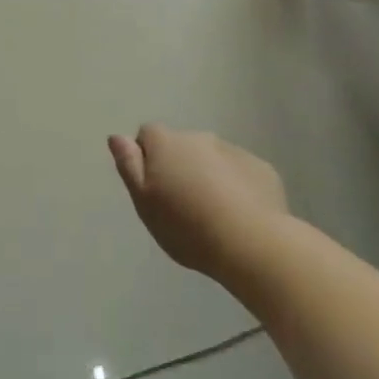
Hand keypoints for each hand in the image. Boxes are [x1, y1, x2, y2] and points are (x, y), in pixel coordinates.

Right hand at [108, 125, 287, 281]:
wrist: (251, 243)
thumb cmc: (186, 225)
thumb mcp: (144, 201)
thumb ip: (129, 165)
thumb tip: (117, 137)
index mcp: (167, 143)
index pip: (147, 134)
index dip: (146, 157)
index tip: (153, 187)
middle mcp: (200, 138)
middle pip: (181, 147)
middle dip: (179, 166)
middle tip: (182, 205)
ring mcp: (234, 151)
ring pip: (212, 159)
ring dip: (208, 175)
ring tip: (212, 214)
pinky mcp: (262, 169)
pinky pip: (240, 172)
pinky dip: (236, 186)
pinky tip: (239, 215)